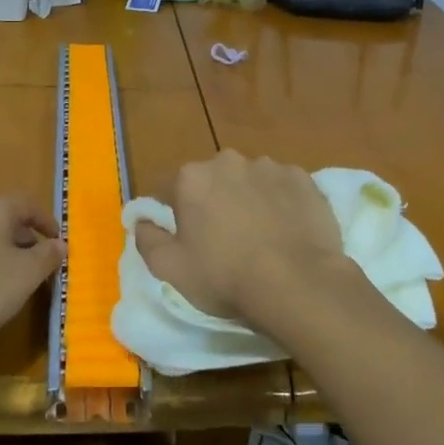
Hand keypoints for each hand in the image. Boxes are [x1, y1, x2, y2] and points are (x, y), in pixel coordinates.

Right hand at [133, 150, 345, 327]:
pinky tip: (287, 231)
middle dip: (213, 201)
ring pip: (249, 180)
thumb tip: (141, 221)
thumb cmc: (226, 277)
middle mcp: (227, 161)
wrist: (298, 283)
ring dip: (248, 199)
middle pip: (212, 180)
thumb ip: (148, 240)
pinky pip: (283, 187)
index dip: (173, 212)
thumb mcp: (171, 269)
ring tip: (261, 236)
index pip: (169, 188)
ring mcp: (269, 166)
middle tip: (224, 239)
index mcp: (191, 178)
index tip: (185, 237)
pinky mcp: (303, 179)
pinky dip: (281, 202)